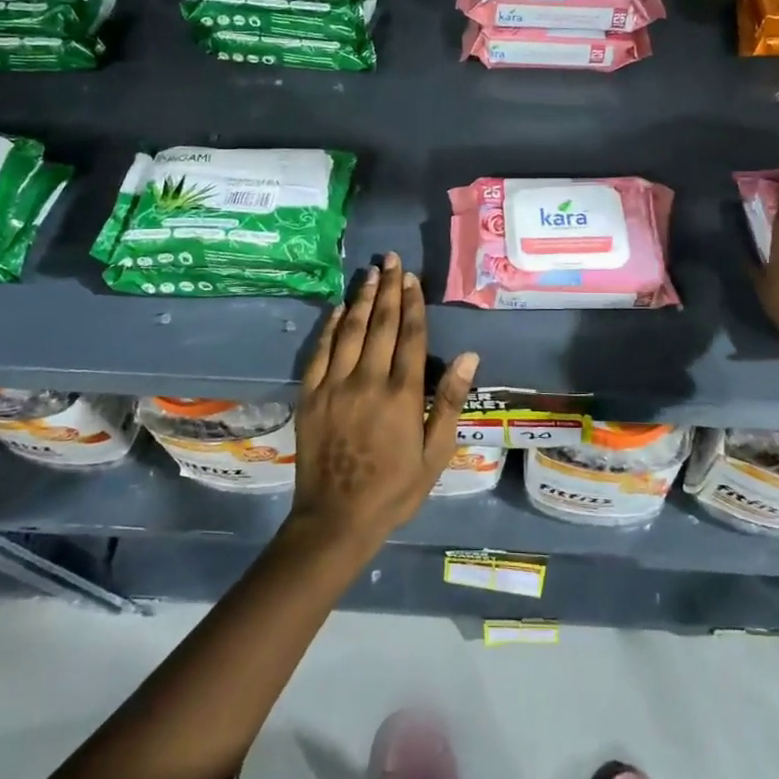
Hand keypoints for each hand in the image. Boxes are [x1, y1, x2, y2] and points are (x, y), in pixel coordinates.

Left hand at [289, 252, 479, 555]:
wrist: (336, 519)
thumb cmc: (394, 489)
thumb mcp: (435, 453)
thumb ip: (449, 402)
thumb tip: (469, 357)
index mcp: (402, 395)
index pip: (410, 336)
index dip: (412, 304)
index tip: (412, 278)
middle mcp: (368, 381)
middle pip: (380, 324)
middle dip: (388, 289)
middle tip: (391, 260)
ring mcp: (334, 385)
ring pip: (350, 330)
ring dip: (361, 298)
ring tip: (370, 272)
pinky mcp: (310, 395)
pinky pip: (320, 351)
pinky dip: (330, 326)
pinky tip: (338, 308)